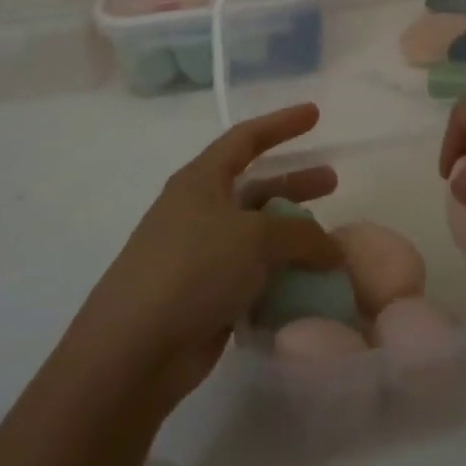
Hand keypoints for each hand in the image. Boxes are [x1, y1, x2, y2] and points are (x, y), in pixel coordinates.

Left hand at [76, 104, 342, 410]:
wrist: (132, 353)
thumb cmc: (193, 270)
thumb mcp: (256, 238)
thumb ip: (302, 234)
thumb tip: (332, 248)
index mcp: (202, 180)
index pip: (246, 138)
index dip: (281, 123)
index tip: (314, 113)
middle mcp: (199, 211)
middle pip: (256, 186)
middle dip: (294, 183)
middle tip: (332, 182)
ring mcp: (201, 256)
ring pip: (257, 235)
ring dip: (293, 237)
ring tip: (330, 244)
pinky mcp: (205, 297)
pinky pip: (253, 276)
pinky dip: (281, 276)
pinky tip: (309, 285)